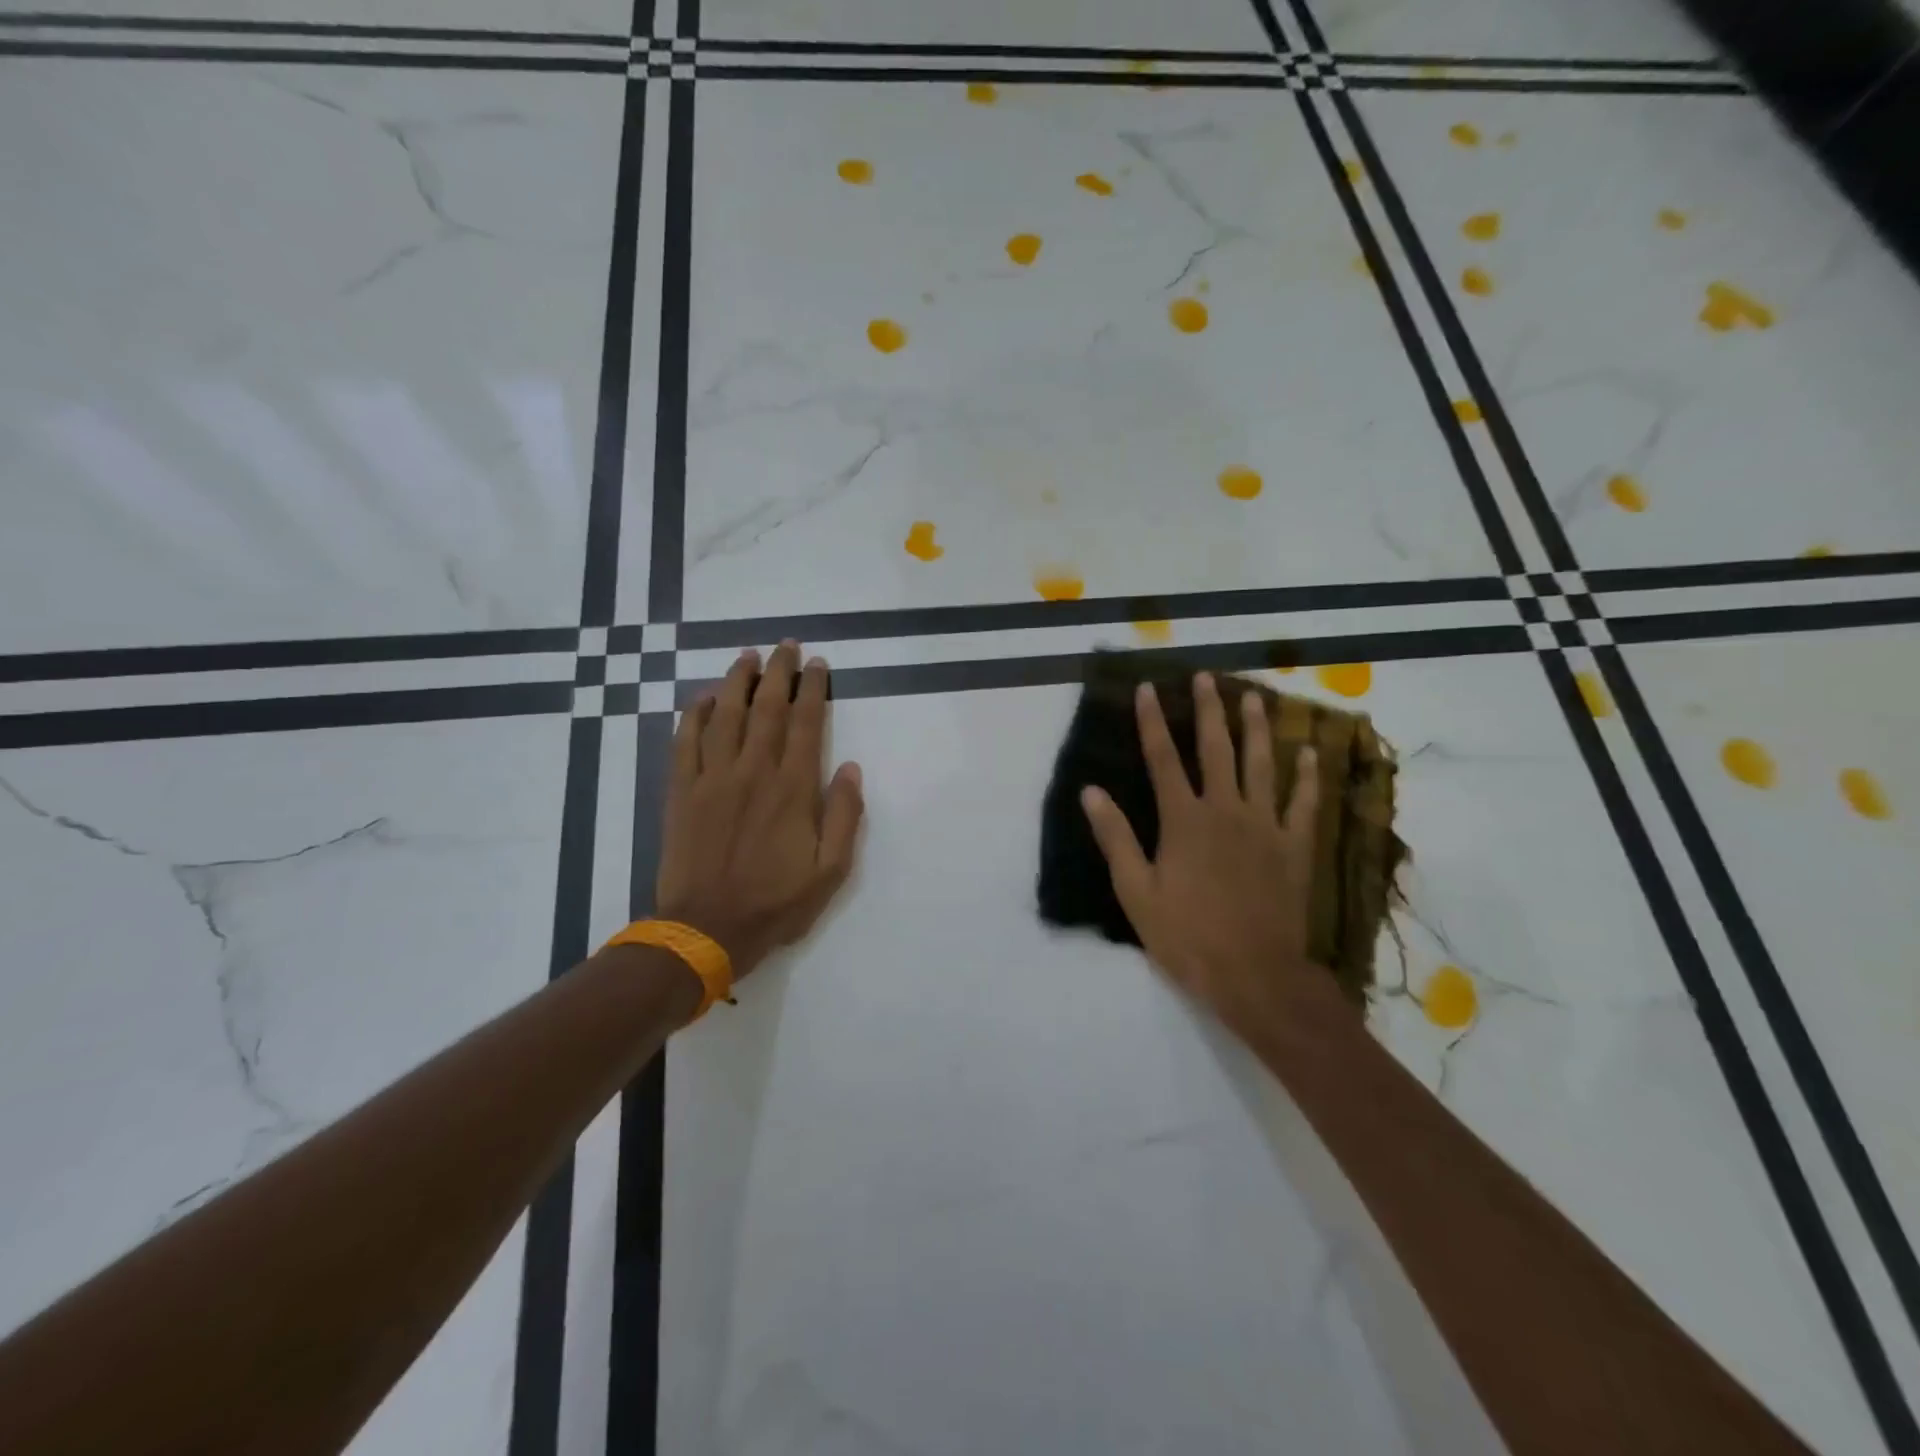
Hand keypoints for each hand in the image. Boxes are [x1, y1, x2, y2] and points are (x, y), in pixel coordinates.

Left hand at [656, 641, 864, 980]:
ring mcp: (712, 779)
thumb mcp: (831, 872)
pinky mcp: (681, 792)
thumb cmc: (774, 903)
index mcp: (792, 789)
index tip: (818, 664)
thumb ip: (843, 816)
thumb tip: (851, 768)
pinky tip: (702, 697)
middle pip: (767, 709)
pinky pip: (685, 741)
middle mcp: (753, 772)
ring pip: (724, 715)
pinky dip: (693, 714)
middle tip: (786, 645)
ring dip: (737, 681)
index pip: (806, 724)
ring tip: (747, 656)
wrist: (705, 930)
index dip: (814, 689)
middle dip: (779, 672)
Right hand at [1080, 672, 1327, 1036]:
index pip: (1162, 758)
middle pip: (1216, 749)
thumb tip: (1091, 792)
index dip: (1152, 721)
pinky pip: (1303, 803)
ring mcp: (1264, 826)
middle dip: (1209, 710)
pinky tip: (1310, 752)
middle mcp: (1225, 810)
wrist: (1254, 975)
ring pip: (1262, 765)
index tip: (1147, 688)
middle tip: (1207, 677)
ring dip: (1258, 728)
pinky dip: (1307, 777)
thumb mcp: (1136, 891)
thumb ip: (1116, 838)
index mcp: (1183, 820)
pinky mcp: (1293, 847)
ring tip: (1255, 698)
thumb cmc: (1186, 935)